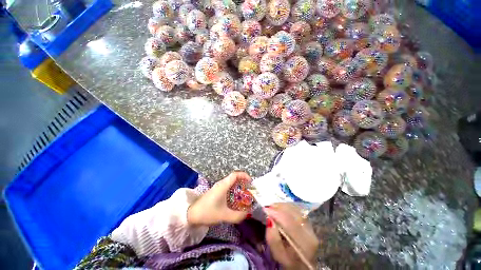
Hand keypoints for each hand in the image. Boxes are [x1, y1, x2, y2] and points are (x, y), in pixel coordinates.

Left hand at [187, 172, 251, 225]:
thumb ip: (237, 216)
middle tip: (249, 190)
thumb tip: (247, 213)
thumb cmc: (207, 212)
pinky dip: (233, 191)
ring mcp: (218, 187)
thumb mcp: (224, 215)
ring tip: (244, 195)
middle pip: (234, 178)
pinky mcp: (216, 192)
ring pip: (231, 183)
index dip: (244, 176)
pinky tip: (235, 200)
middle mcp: (221, 184)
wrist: (191, 214)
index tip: (250, 182)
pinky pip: (227, 188)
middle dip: (243, 182)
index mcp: (223, 185)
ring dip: (238, 187)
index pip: (235, 175)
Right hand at [265, 203, 318, 269]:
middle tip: (268, 207)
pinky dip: (287, 207)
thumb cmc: (289, 262)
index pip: (290, 222)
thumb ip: (273, 239)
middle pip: (294, 212)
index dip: (277, 213)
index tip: (265, 209)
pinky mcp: (309, 222)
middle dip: (279, 207)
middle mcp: (310, 231)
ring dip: (283, 206)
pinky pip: (297, 210)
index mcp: (304, 242)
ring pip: (296, 209)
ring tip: (273, 207)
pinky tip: (281, 209)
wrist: (303, 265)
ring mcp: (311, 226)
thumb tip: (269, 220)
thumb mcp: (278, 255)